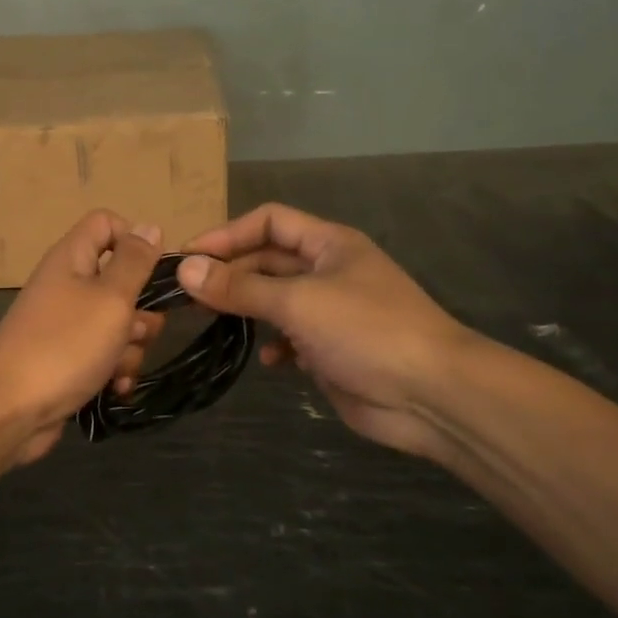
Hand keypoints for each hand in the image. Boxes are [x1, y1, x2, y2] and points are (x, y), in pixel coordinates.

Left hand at [0, 211, 166, 466]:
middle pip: (121, 280)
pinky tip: (114, 389)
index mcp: (71, 259)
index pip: (106, 223)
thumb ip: (134, 262)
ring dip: (130, 348)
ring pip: (118, 323)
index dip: (133, 240)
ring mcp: (65, 325)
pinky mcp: (67, 359)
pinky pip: (104, 355)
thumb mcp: (110, 298)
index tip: (153, 270)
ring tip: (117, 369)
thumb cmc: (65, 345)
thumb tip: (149, 227)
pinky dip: (113, 370)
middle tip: (135, 331)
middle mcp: (67, 286)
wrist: (10, 411)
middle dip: (140, 310)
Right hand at [177, 203, 477, 459]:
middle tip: (188, 295)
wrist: (432, 395)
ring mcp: (331, 312)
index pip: (269, 221)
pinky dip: (275, 345)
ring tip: (214, 322)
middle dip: (230, 274)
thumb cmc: (366, 330)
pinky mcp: (331, 349)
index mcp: (329, 244)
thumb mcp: (297, 302)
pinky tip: (269, 361)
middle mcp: (328, 271)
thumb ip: (239, 287)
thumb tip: (184, 269)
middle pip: (267, 261)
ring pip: (275, 300)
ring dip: (247, 309)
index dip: (228, 234)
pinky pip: (290, 337)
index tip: (189, 257)